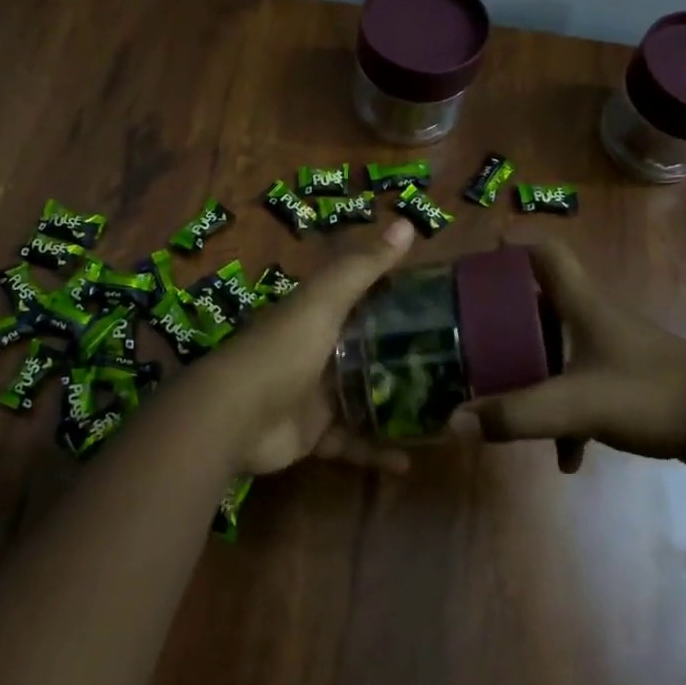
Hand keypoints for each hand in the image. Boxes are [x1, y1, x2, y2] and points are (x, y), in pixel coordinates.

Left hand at [211, 217, 418, 476]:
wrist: (234, 416)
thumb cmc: (283, 350)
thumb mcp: (324, 301)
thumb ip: (363, 267)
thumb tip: (406, 222)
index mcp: (318, 316)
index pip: (362, 301)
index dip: (395, 298)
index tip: (439, 304)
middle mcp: (317, 352)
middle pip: (366, 352)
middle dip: (402, 358)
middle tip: (451, 365)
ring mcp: (315, 396)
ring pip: (363, 399)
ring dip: (394, 407)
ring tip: (439, 413)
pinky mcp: (314, 435)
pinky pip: (352, 443)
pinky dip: (376, 453)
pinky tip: (409, 462)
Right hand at [450, 239, 685, 473]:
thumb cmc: (652, 394)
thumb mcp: (576, 405)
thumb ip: (516, 414)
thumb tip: (453, 422)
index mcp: (583, 305)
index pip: (545, 254)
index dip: (511, 251)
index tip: (477, 264)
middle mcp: (597, 319)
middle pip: (543, 304)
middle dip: (508, 322)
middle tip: (473, 340)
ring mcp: (616, 351)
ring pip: (561, 350)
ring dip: (535, 372)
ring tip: (506, 401)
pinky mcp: (631, 381)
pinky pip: (584, 388)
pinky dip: (568, 415)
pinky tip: (567, 457)